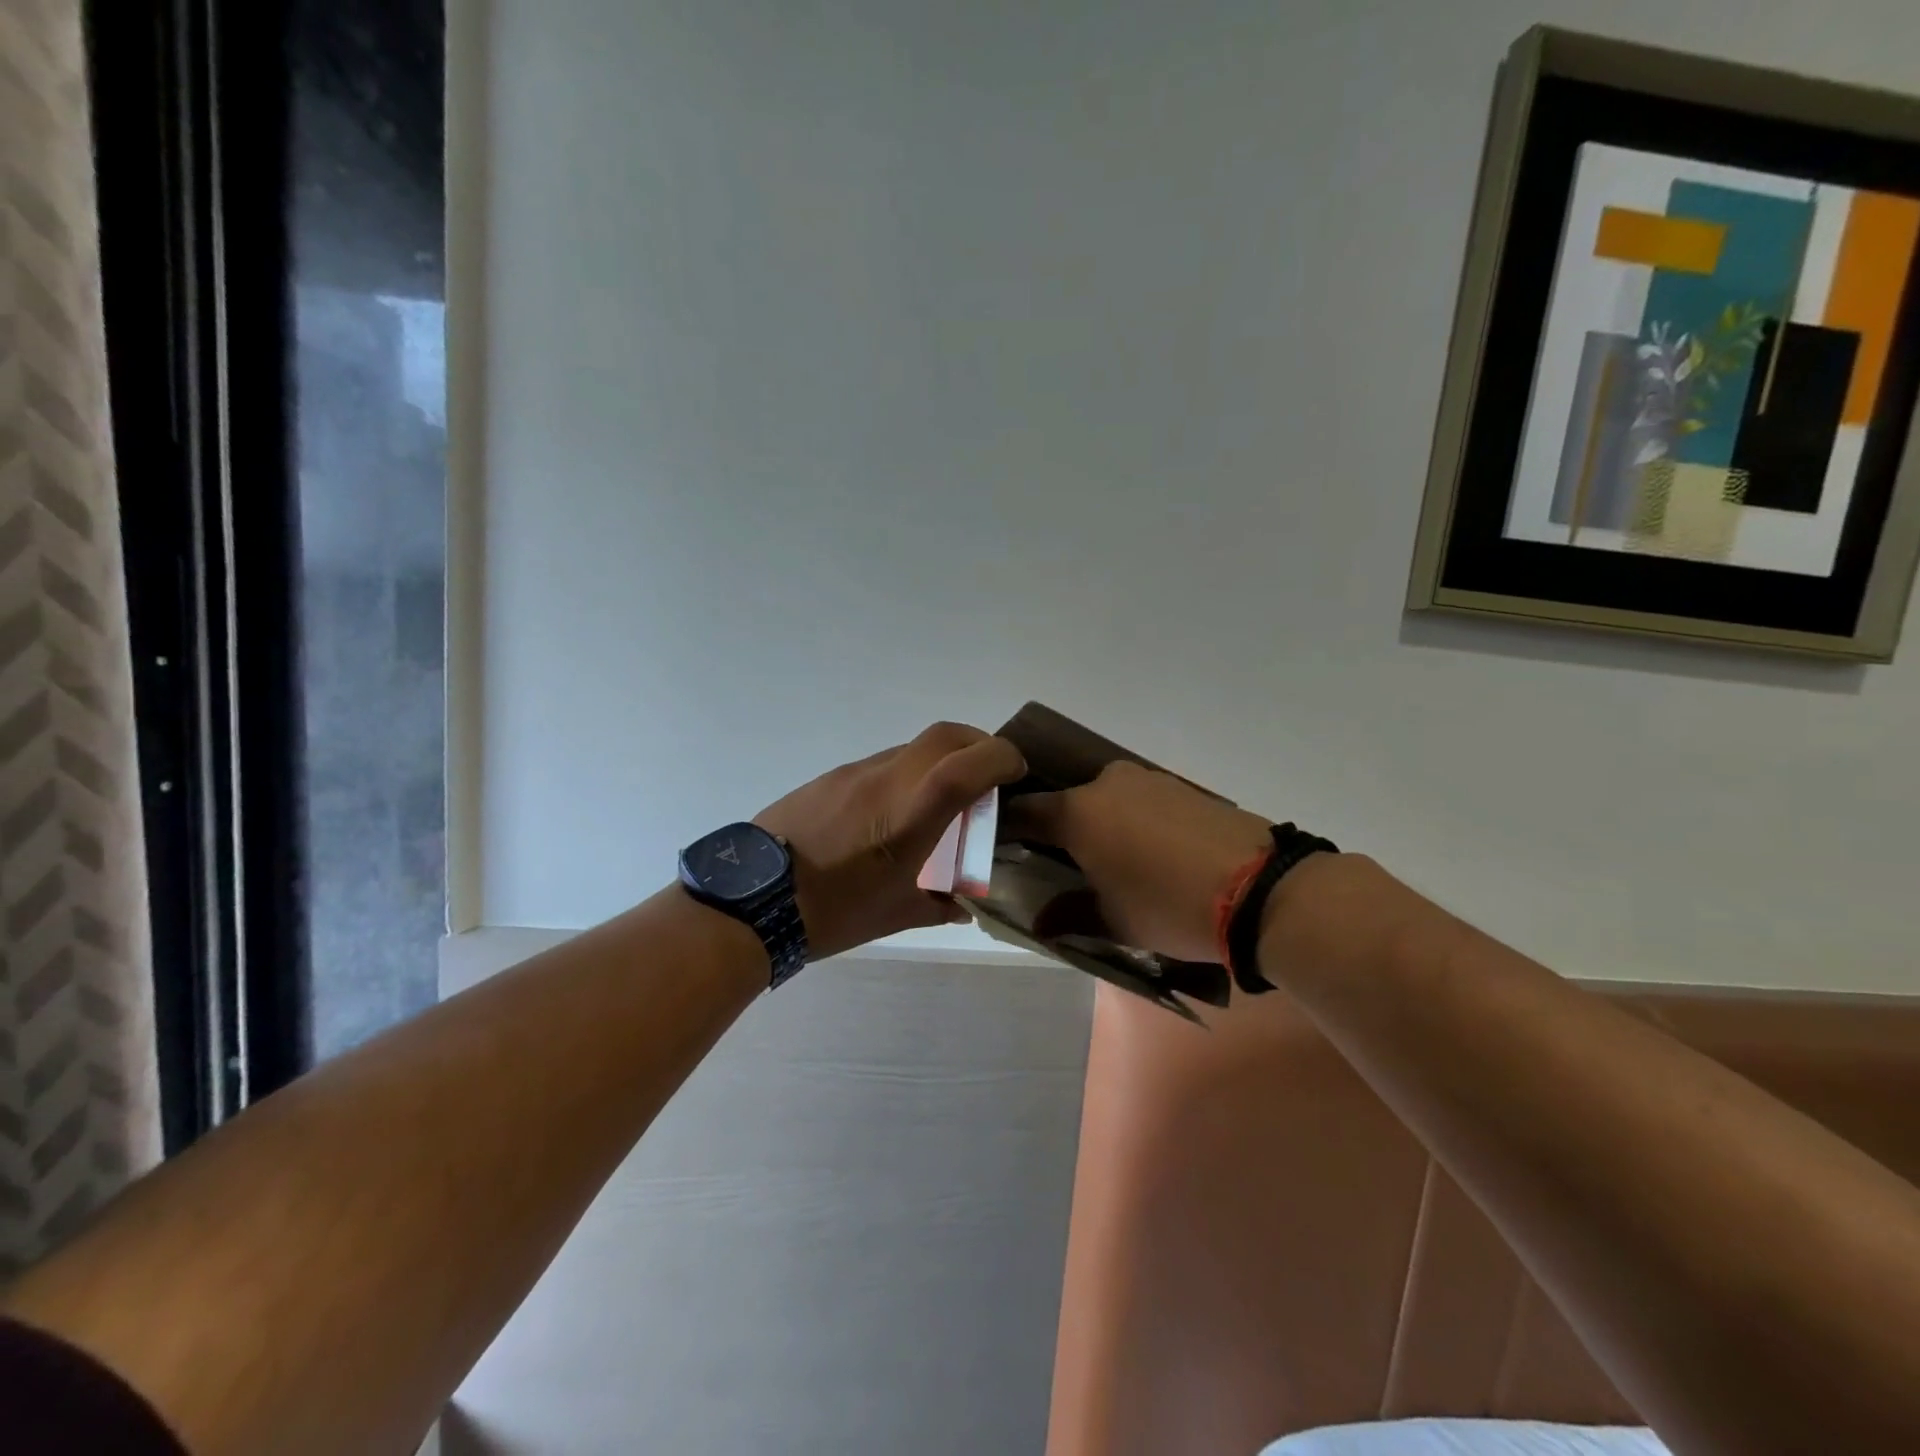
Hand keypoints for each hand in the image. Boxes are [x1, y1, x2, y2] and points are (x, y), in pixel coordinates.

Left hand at [756, 722, 1026, 959]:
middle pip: (945, 735)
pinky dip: (907, 774)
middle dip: (979, 744)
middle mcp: (886, 780)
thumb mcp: (896, 915)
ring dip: (941, 761)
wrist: (751, 899)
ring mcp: (855, 773)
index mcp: (908, 816)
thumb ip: (940, 905)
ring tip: (943, 801)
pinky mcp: (831, 777)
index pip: (966, 765)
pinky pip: (883, 763)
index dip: (1001, 757)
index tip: (1017, 771)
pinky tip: (896, 813)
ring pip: (913, 747)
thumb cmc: (833, 912)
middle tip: (991, 775)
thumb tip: (964, 904)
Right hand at [1002, 761, 1271, 962]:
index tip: (1005, 850)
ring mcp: (1148, 780)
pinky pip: (1140, 800)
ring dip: (1100, 823)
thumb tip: (1041, 923)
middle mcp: (1106, 784)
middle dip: (1060, 829)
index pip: (1024, 811)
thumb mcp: (1114, 921)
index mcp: (1077, 812)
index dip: (1008, 829)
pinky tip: (1151, 852)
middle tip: (1064, 863)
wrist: (1262, 889)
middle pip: (1067, 801)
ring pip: (1106, 799)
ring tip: (1113, 862)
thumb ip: (1070, 915)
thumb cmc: (1169, 906)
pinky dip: (1133, 820)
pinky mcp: (1182, 786)